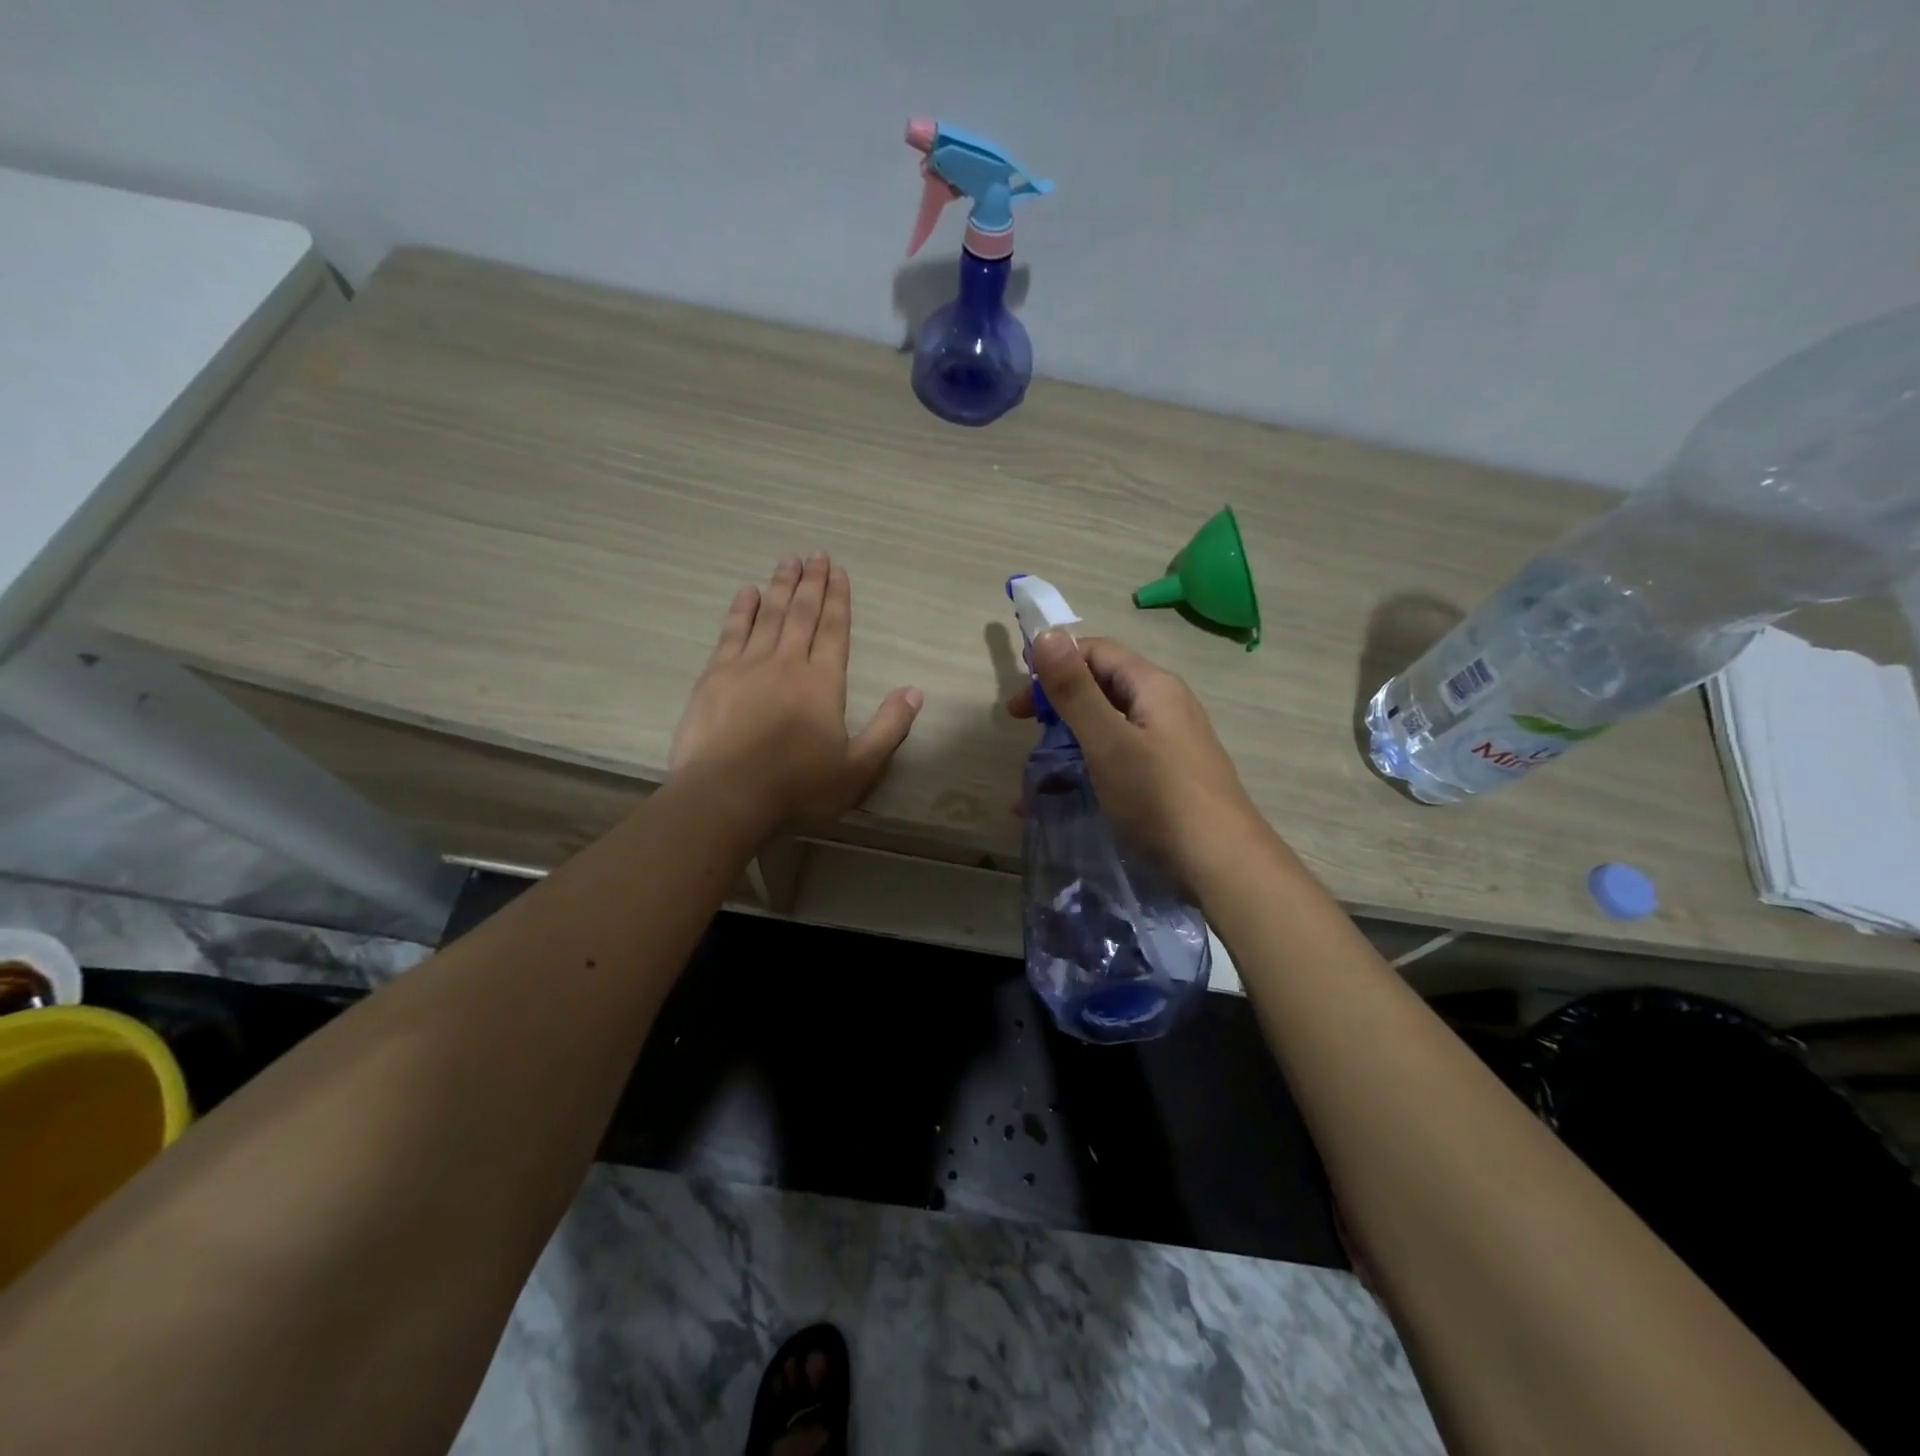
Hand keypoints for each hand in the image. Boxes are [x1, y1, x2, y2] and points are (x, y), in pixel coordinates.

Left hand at [671, 553, 922, 829]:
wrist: (726, 796)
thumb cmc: (797, 787)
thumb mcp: (858, 768)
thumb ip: (890, 728)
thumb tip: (915, 691)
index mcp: (823, 683)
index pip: (834, 630)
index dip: (839, 600)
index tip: (839, 572)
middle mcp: (787, 663)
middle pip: (802, 614)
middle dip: (811, 583)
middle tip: (816, 554)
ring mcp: (747, 666)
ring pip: (768, 615)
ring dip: (780, 586)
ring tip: (787, 560)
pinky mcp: (714, 677)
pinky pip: (731, 632)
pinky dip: (741, 610)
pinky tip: (747, 593)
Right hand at [1007, 631, 1263, 885]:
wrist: (1222, 865)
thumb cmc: (1159, 797)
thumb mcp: (1107, 740)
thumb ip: (1075, 690)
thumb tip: (1047, 633)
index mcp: (1153, 686)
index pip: (1096, 651)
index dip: (1053, 666)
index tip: (1019, 706)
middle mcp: (1165, 705)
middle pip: (1103, 687)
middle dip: (1058, 706)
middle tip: (1024, 736)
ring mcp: (1171, 742)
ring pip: (1109, 726)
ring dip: (1069, 741)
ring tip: (1037, 776)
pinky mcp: (1170, 775)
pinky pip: (1120, 757)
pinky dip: (1089, 767)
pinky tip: (1067, 799)